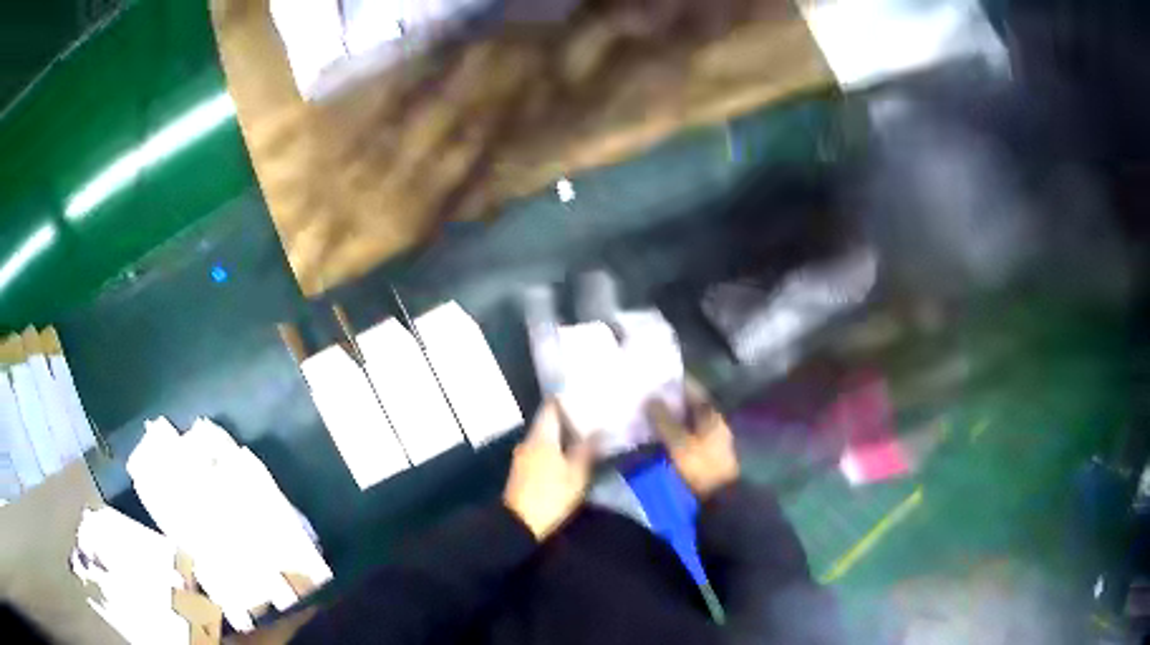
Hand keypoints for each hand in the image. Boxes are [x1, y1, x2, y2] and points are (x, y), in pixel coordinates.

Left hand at [504, 401, 594, 540]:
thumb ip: (586, 451)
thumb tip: (598, 430)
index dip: (566, 399)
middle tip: (590, 417)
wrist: (519, 523)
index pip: (551, 407)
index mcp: (542, 437)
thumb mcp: (576, 475)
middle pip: (547, 422)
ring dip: (560, 435)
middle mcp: (529, 441)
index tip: (584, 396)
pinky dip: (553, 449)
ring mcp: (522, 456)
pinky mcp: (522, 470)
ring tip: (583, 436)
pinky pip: (540, 451)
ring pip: (544, 437)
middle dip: (567, 419)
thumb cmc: (551, 496)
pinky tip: (567, 456)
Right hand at [647, 381, 739, 499]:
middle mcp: (712, 421)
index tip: (654, 375)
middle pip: (689, 404)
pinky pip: (684, 434)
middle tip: (644, 393)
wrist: (719, 498)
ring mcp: (709, 437)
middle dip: (669, 398)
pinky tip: (656, 433)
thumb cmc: (701, 467)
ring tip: (645, 412)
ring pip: (686, 419)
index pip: (693, 389)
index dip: (675, 381)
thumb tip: (650, 397)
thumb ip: (665, 420)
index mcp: (711, 414)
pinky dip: (671, 430)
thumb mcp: (680, 443)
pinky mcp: (703, 452)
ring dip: (669, 415)